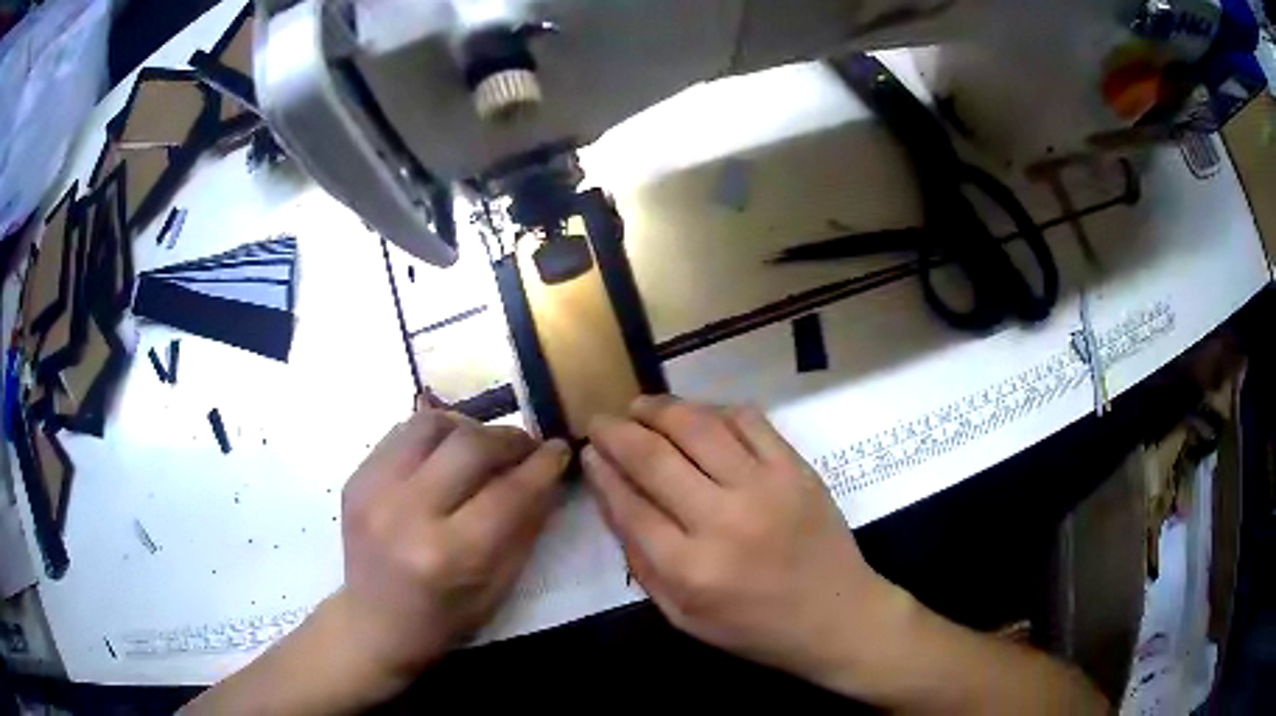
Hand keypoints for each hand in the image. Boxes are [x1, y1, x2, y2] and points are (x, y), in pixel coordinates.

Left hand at [336, 406, 570, 690]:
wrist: (374, 623)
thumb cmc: (445, 618)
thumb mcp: (499, 587)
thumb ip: (526, 526)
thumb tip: (549, 473)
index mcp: (449, 555)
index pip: (509, 492)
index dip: (543, 465)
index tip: (560, 449)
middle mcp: (407, 513)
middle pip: (470, 445)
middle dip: (510, 439)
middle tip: (526, 448)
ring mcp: (373, 490)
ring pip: (431, 424)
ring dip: (469, 428)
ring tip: (483, 445)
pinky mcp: (355, 478)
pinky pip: (402, 433)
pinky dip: (434, 436)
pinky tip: (445, 455)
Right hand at [583, 396, 903, 688]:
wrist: (835, 615)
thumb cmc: (753, 627)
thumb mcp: (682, 614)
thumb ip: (640, 562)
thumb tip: (612, 496)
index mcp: (690, 569)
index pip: (629, 504)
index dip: (602, 471)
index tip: (589, 450)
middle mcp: (724, 520)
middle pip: (654, 457)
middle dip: (617, 431)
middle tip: (602, 420)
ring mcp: (765, 487)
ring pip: (698, 426)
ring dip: (660, 408)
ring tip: (641, 408)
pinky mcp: (796, 468)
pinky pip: (747, 420)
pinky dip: (714, 410)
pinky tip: (698, 416)